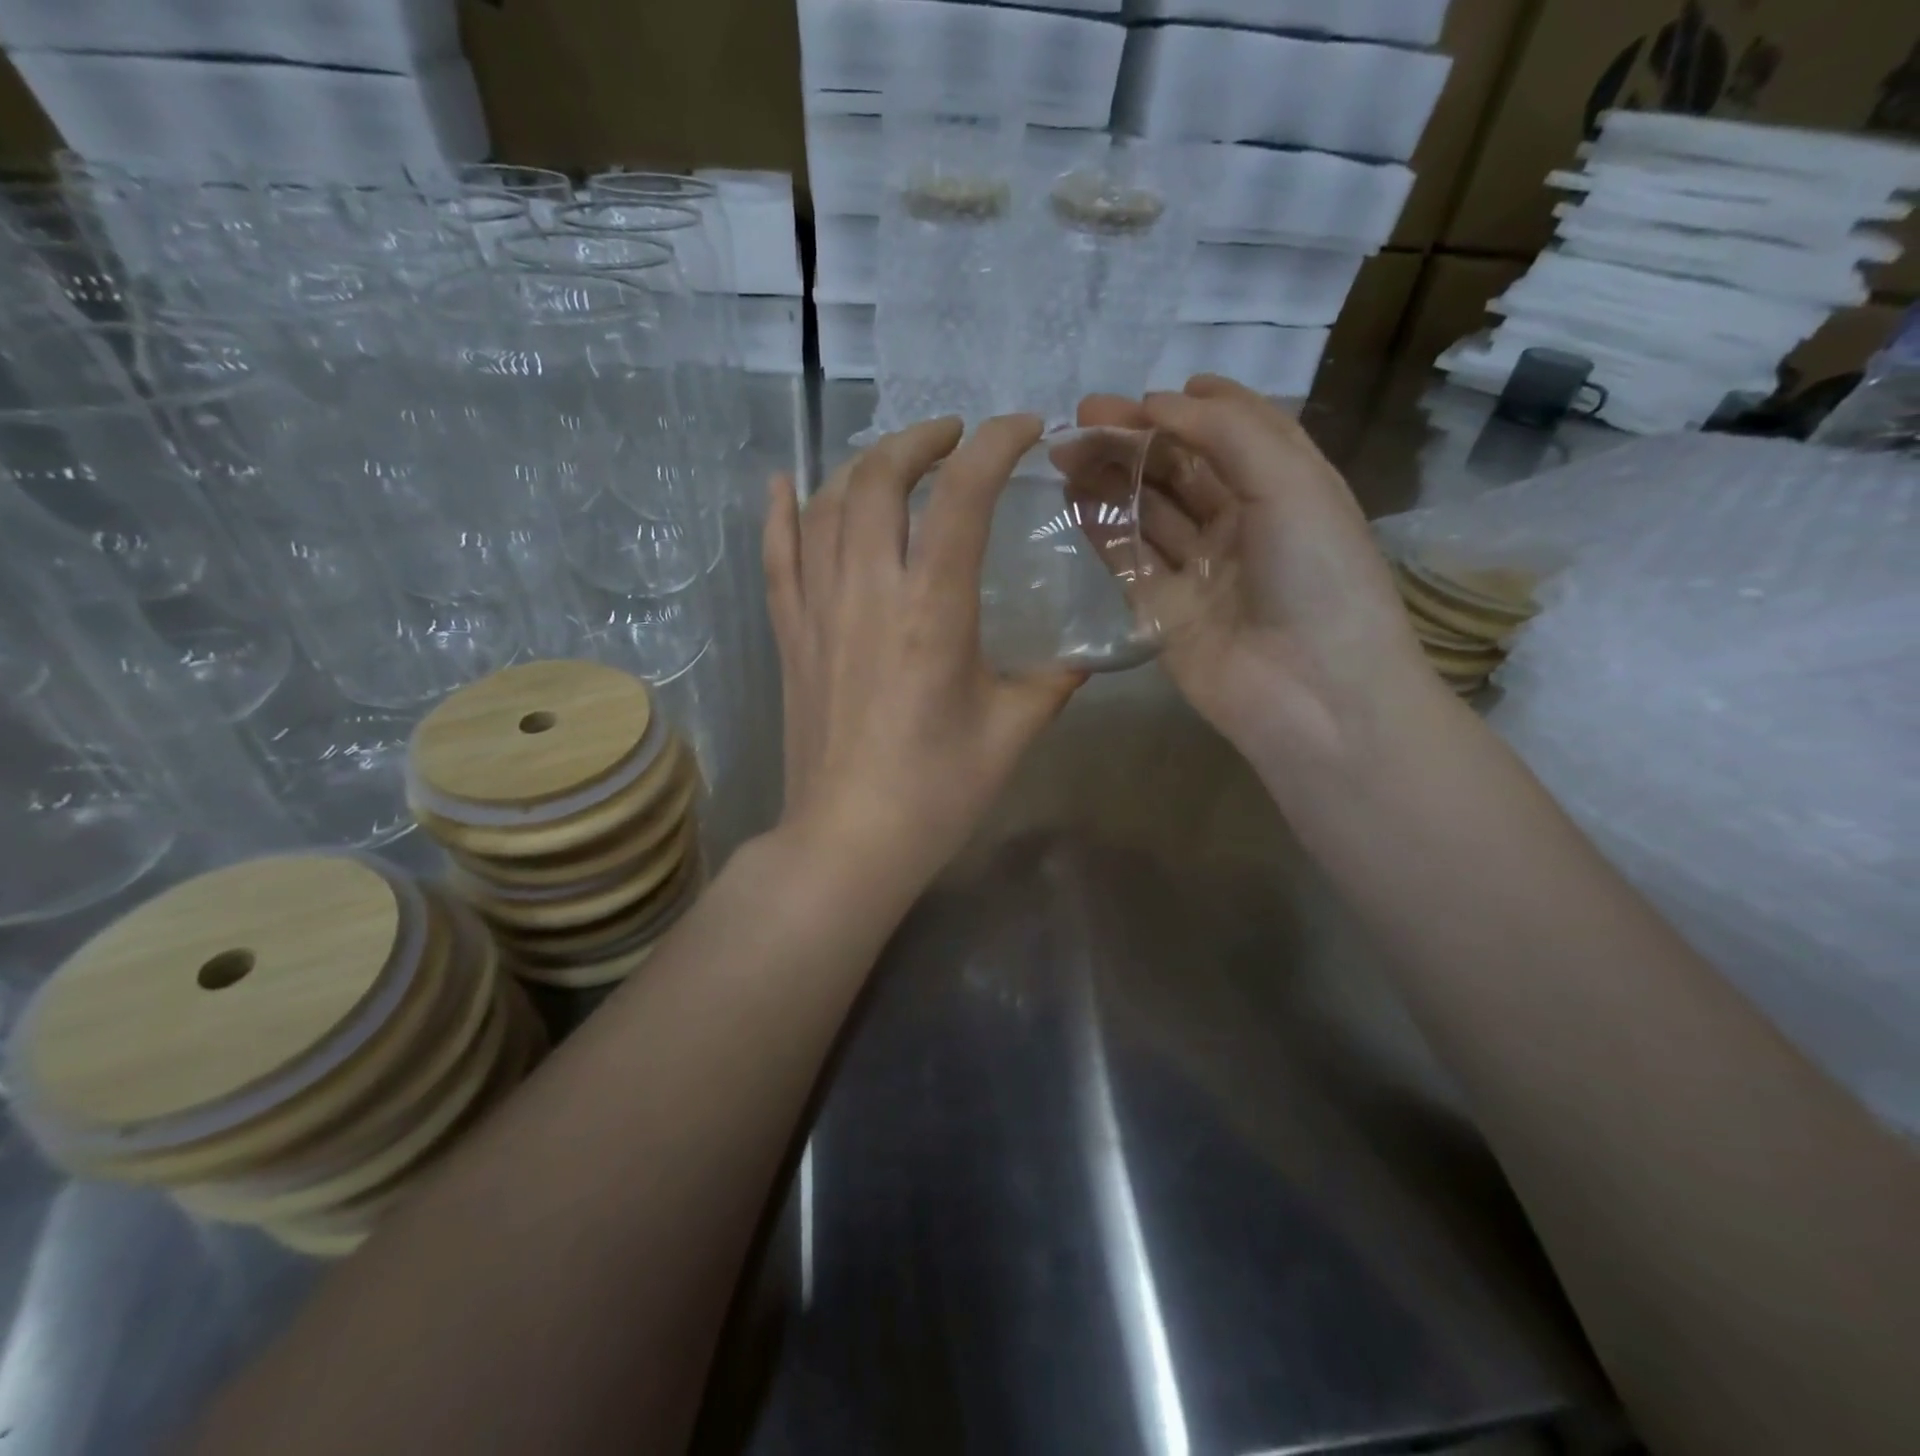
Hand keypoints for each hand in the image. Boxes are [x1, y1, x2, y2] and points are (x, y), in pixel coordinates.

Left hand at [762, 414, 1085, 897]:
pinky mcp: (790, 636)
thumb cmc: (937, 792)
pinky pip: (776, 556)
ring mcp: (818, 610)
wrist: (849, 841)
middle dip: (918, 440)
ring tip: (893, 461)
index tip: (1024, 429)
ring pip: (825, 506)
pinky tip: (786, 481)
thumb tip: (1080, 662)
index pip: (962, 495)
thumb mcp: (1012, 732)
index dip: (995, 445)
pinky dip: (780, 511)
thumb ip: (1052, 683)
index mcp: (933, 611)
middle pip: (879, 480)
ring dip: (861, 465)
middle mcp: (868, 592)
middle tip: (953, 438)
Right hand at [1079, 376, 1437, 770]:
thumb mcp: (1288, 482)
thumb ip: (1224, 432)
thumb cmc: (1316, 576)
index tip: (1146, 394)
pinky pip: (1128, 559)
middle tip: (1081, 416)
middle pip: (1181, 468)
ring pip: (1148, 510)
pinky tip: (1073, 499)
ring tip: (1066, 451)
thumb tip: (1159, 403)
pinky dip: (1102, 528)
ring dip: (1111, 477)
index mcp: (1285, 486)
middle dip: (1135, 438)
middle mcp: (1242, 523)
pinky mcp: (1164, 610)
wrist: (1311, 692)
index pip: (1235, 430)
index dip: (1193, 407)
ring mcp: (1200, 569)